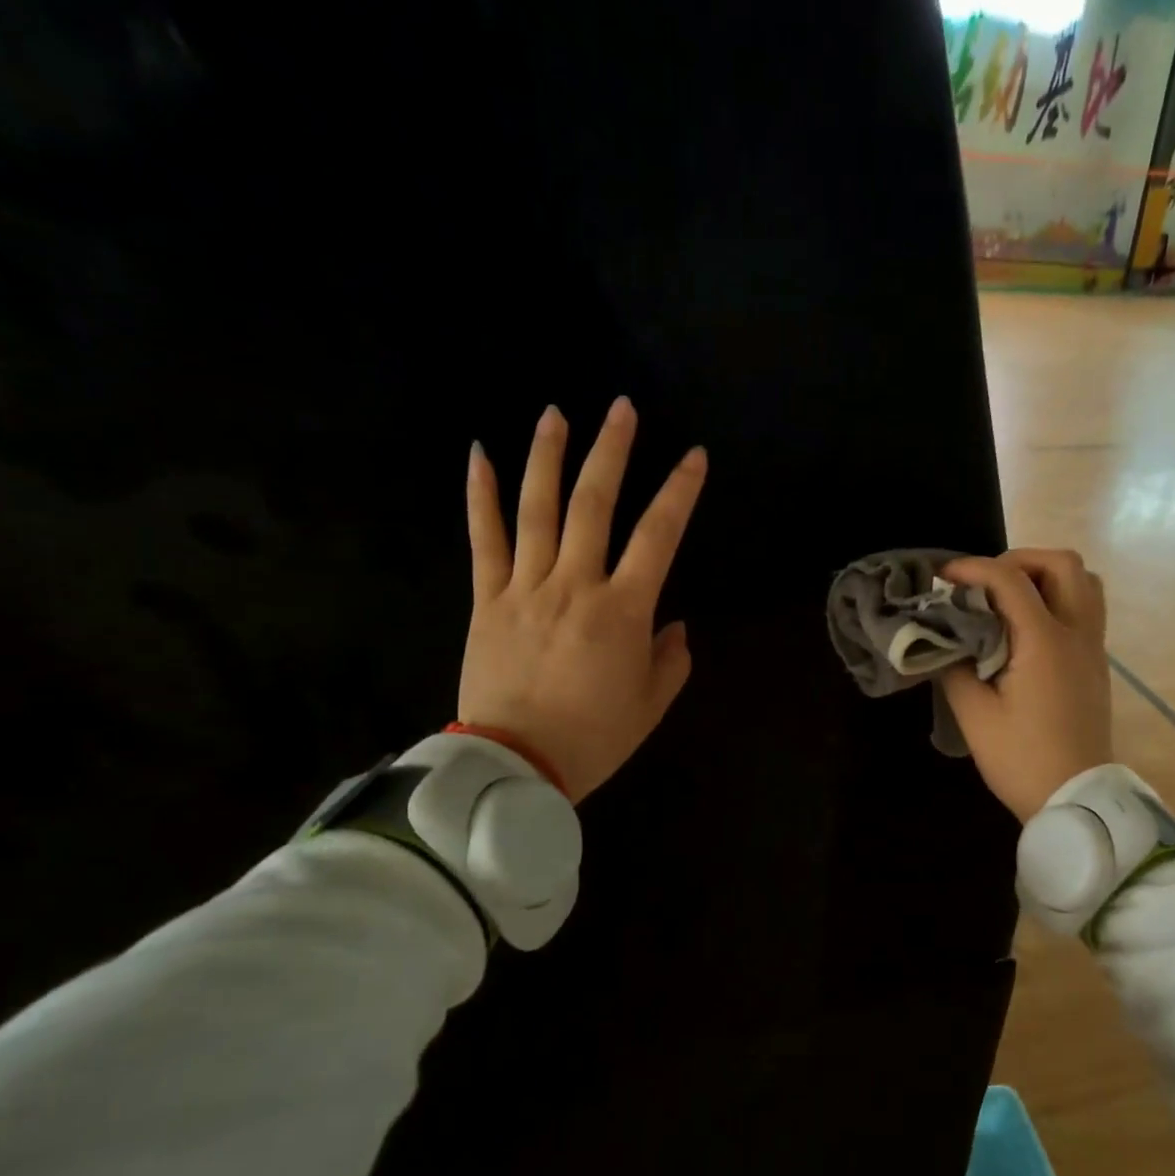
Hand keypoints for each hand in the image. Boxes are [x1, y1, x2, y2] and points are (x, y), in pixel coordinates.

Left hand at [459, 397, 706, 802]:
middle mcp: (575, 584)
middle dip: (612, 451)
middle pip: (594, 503)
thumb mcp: (652, 705)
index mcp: (623, 610)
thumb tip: (672, 625)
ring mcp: (525, 587)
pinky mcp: (486, 600)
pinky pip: (483, 540)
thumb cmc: (594, 738)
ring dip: (548, 456)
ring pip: (537, 508)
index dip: (680, 492)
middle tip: (622, 408)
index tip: (695, 456)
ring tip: (556, 413)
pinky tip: (480, 455)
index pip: (659, 535)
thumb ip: (670, 659)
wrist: (515, 767)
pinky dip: (481, 496)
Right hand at [939, 549, 1111, 822]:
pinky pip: (1086, 609)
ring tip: (1009, 597)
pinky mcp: (1096, 665)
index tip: (942, 577)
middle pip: (1063, 564)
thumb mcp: (974, 715)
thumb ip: (953, 667)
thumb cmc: (1021, 760)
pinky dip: (1058, 599)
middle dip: (1019, 560)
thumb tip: (944, 640)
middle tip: (984, 583)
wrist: (1076, 800)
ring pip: (1084, 583)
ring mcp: (1093, 648)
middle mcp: (1077, 634)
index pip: (1010, 580)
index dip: (972, 568)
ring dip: (1046, 576)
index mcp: (1045, 642)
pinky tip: (1027, 628)